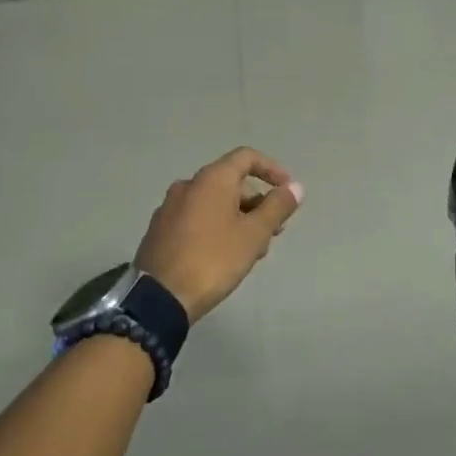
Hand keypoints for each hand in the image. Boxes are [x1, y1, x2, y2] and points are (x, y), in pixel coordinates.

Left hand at [135, 148, 303, 322]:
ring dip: (240, 218)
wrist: (159, 297)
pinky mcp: (160, 230)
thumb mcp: (254, 234)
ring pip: (215, 203)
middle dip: (258, 202)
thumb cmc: (214, 259)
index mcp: (211, 179)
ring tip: (254, 249)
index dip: (272, 170)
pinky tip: (227, 256)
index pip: (247, 157)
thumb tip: (296, 187)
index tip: (288, 191)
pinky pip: (197, 218)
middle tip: (275, 230)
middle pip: (231, 182)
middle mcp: (188, 185)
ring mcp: (170, 207)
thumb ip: (277, 207)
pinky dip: (218, 227)